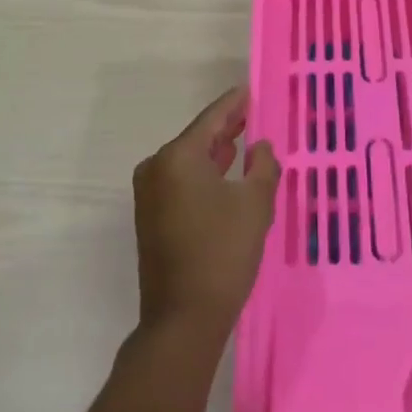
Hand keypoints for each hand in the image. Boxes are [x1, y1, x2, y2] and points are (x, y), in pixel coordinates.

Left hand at [133, 87, 279, 338]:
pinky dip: (203, 174)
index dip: (234, 104)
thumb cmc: (222, 254)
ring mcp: (149, 194)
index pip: (212, 119)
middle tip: (252, 115)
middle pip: (197, 138)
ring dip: (215, 153)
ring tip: (243, 141)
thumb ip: (262, 166)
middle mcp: (156, 167)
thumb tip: (260, 147)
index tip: (250, 90)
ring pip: (188, 161)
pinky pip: (181, 182)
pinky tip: (224, 175)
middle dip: (226, 128)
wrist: (182, 321)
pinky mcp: (150, 217)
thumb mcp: (255, 205)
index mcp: (178, 157)